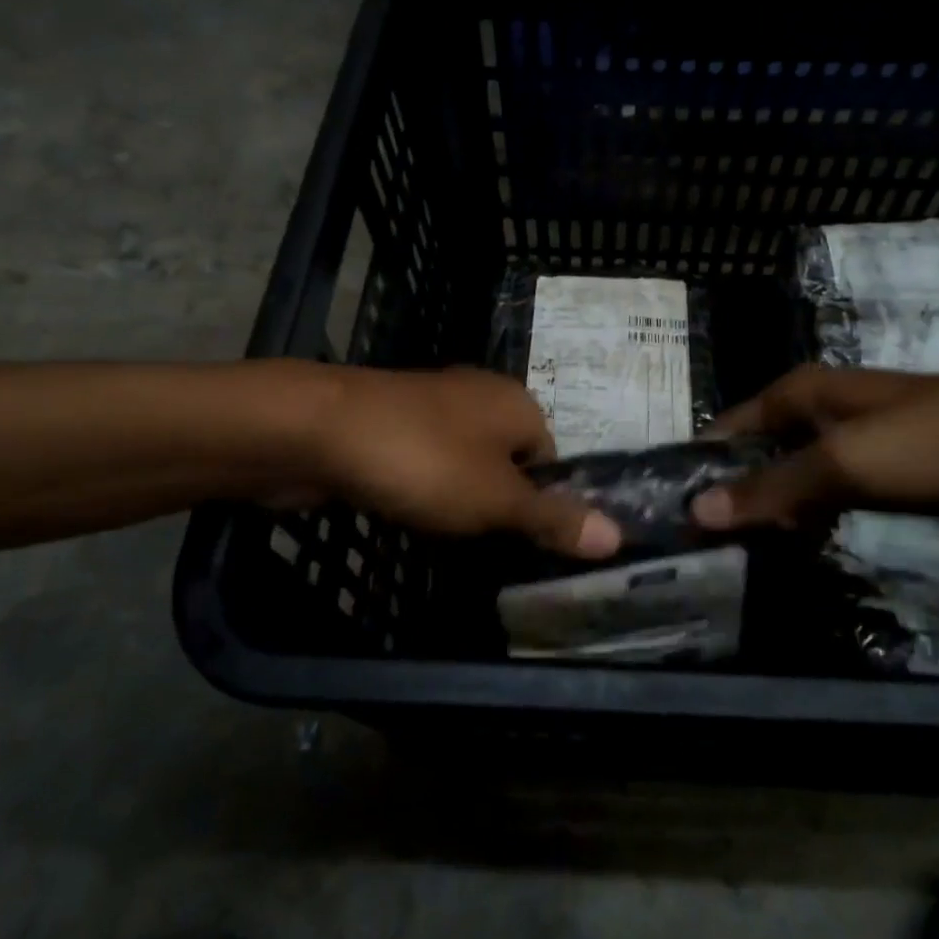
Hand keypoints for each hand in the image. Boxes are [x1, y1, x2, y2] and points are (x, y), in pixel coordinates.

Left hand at [304, 366, 621, 558]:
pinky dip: (421, 485)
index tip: (520, 541)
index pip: (553, 459)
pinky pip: (424, 459)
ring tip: (443, 530)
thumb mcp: (497, 500)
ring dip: (457, 496)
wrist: (318, 429)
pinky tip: (405, 508)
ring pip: (464, 460)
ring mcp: (431, 404)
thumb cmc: (424, 461)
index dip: (542, 503)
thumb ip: (553, 518)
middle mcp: (480, 394)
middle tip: (483, 543)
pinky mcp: (392, 420)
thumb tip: (619, 536)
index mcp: (517, 403)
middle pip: (508, 459)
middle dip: (498, 502)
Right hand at [690, 364, 938, 530]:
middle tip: (699, 549)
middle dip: (731, 496)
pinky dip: (806, 522)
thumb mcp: (844, 463)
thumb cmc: (930, 441)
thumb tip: (697, 510)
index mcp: (796, 396)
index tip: (670, 515)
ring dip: (768, 514)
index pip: (727, 430)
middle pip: (754, 457)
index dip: (699, 468)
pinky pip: (824, 499)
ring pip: (789, 481)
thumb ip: (771, 487)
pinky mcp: (877, 476)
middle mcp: (813, 416)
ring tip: (733, 559)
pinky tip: (791, 552)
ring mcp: (847, 446)